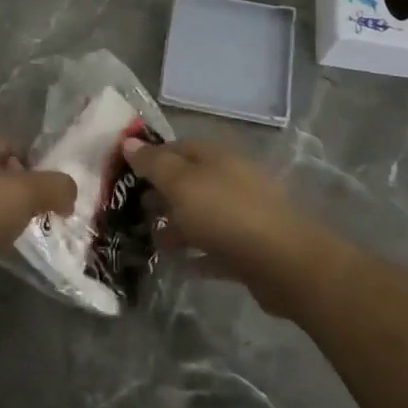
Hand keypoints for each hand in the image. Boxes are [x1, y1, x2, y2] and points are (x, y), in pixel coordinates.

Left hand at [0, 137, 74, 302]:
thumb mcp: (29, 191)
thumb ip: (57, 186)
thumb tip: (69, 193)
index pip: (9, 142)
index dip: (32, 157)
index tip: (50, 180)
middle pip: (1, 172)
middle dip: (24, 186)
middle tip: (46, 204)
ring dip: (11, 212)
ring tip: (31, 226)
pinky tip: (10, 245)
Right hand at [122, 139, 317, 315]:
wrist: (284, 263)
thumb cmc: (226, 213)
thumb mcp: (181, 183)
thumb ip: (154, 164)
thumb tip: (128, 142)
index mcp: (216, 156)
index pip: (177, 147)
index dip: (150, 157)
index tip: (123, 174)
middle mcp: (230, 179)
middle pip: (189, 181)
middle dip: (160, 194)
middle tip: (131, 211)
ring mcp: (242, 214)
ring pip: (201, 215)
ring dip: (175, 226)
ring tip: (148, 241)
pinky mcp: (249, 248)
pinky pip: (214, 247)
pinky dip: (195, 253)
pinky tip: (175, 265)